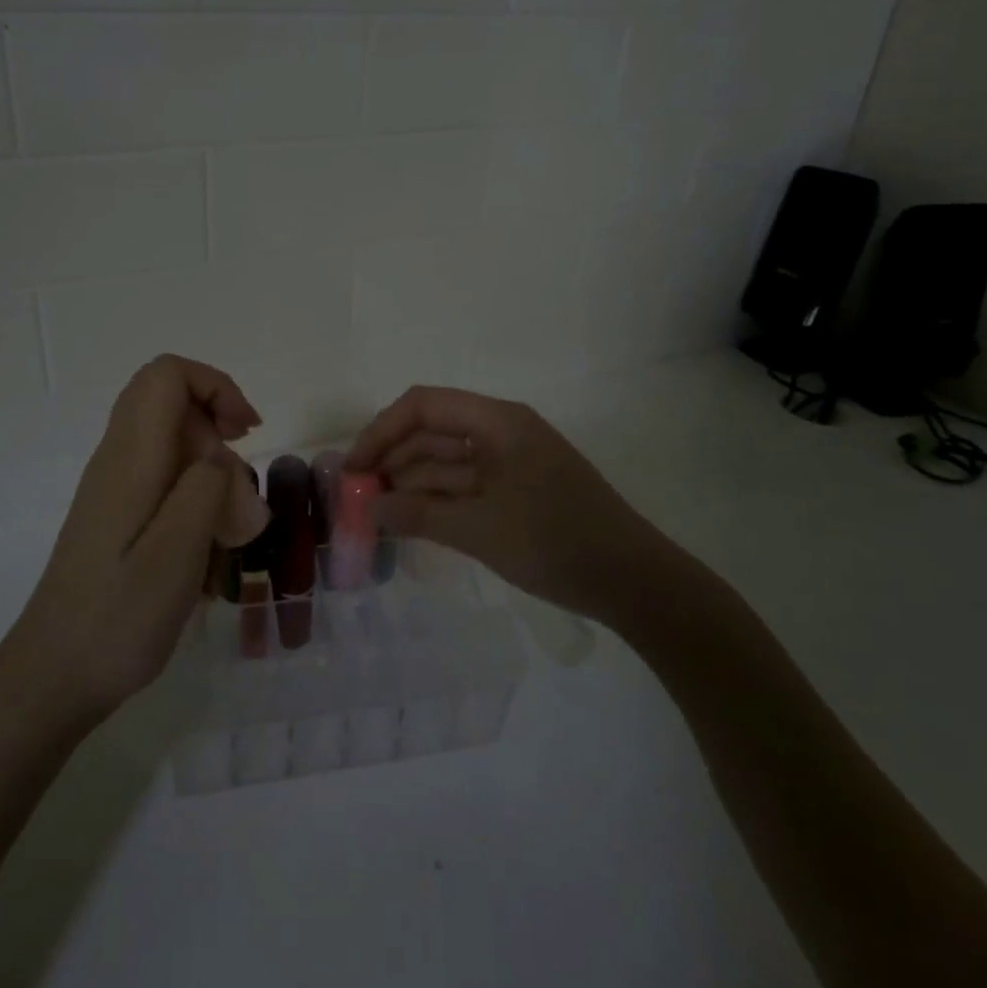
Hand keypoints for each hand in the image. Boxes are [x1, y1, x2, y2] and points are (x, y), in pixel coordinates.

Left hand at [0, 356, 260, 722]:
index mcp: (130, 459)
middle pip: (171, 403)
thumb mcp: (177, 553)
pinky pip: (164, 482)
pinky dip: (195, 501)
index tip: (245, 434)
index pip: (167, 375)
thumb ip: (206, 489)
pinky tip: (204, 552)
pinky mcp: (116, 517)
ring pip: (172, 445)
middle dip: (218, 433)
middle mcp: (116, 461)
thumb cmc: (118, 619)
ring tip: (226, 533)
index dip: (216, 387)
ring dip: (211, 474)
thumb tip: (219, 458)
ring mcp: (113, 489)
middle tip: (239, 492)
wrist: (51, 677)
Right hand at [346, 386, 655, 625]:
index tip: (352, 468)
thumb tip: (368, 509)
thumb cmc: (556, 542)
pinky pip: (464, 485)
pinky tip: (408, 521)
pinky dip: (435, 500)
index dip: (381, 431)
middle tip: (356, 496)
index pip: (423, 406)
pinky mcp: (516, 490)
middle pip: (432, 432)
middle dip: (391, 459)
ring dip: (410, 483)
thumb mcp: (480, 529)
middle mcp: (501, 432)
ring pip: (446, 461)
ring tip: (374, 514)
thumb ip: (418, 515)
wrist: (633, 581)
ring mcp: (510, 462)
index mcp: (497, 421)